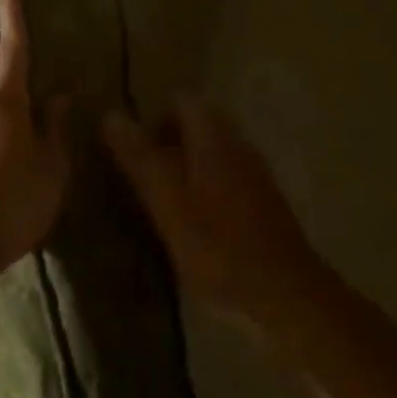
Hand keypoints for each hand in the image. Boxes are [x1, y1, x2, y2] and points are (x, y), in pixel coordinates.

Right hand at [103, 99, 326, 350]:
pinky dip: (206, 189)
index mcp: (212, 137)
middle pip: (198, 125)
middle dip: (169, 141)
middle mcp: (237, 145)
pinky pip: (227, 179)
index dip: (154, 115)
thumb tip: (110, 114)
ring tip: (163, 200)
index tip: (134, 146)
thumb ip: (139, 155)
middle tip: (144, 175)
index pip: (181, 100)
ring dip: (187, 166)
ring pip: (213, 152)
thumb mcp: (166, 200)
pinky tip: (195, 223)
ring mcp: (256, 175)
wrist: (286, 297)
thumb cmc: (217, 245)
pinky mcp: (265, 205)